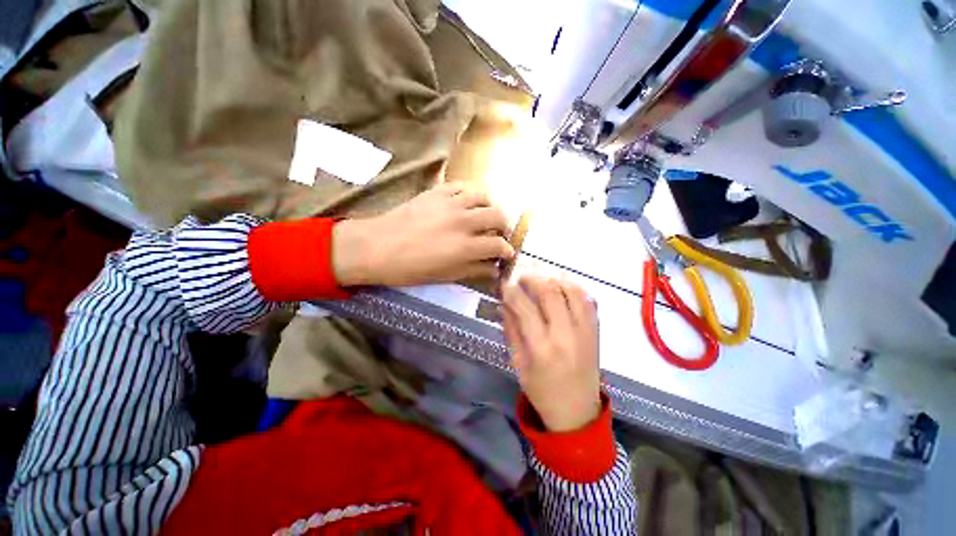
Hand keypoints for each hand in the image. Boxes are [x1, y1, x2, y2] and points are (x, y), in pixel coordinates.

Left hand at [332, 183, 514, 286]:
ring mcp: (450, 203)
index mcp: (465, 246)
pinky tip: (466, 202)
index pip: (498, 244)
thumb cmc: (410, 269)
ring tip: (485, 215)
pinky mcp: (436, 192)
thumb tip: (494, 269)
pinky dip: (468, 193)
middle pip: (497, 216)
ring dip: (489, 206)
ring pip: (482, 196)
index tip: (507, 254)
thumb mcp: (445, 276)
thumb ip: (474, 270)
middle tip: (499, 234)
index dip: (506, 250)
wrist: (376, 247)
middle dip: (504, 226)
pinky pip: (460, 186)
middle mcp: (463, 221)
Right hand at [503, 275, 601, 432]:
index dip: (512, 291)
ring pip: (572, 290)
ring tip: (541, 275)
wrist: (577, 411)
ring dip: (554, 277)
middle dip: (533, 278)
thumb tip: (505, 302)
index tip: (504, 283)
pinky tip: (562, 283)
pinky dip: (574, 286)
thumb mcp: (517, 363)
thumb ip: (511, 330)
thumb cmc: (541, 390)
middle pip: (550, 293)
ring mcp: (585, 331)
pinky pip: (588, 299)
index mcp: (542, 348)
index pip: (525, 308)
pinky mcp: (596, 330)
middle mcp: (566, 335)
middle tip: (521, 275)